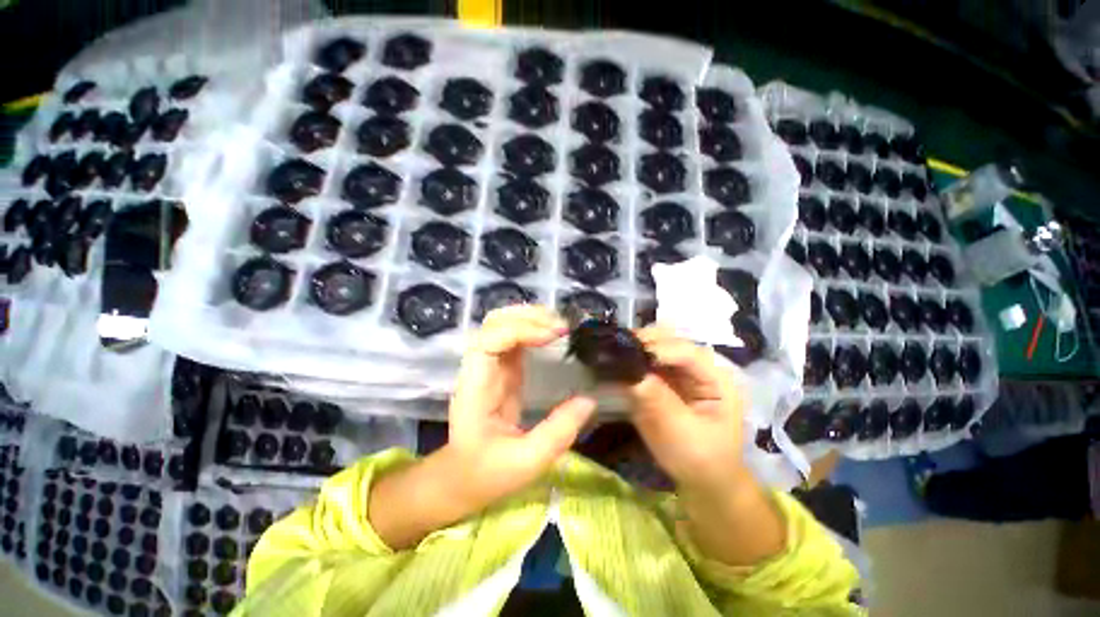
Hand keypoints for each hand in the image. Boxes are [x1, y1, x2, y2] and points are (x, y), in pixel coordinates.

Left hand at [444, 305, 596, 508]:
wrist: (461, 477)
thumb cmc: (486, 472)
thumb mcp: (526, 462)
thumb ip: (557, 433)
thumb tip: (589, 401)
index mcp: (477, 386)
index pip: (490, 339)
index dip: (521, 329)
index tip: (553, 335)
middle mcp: (479, 368)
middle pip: (494, 322)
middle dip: (528, 316)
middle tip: (562, 327)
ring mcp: (490, 365)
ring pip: (503, 324)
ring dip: (531, 318)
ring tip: (560, 326)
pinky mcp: (502, 368)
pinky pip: (514, 338)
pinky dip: (533, 329)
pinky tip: (551, 335)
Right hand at [626, 325, 784, 566]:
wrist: (703, 481)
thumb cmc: (701, 460)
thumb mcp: (681, 433)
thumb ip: (657, 400)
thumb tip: (629, 371)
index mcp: (716, 378)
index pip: (684, 351)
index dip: (655, 349)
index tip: (625, 353)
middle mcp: (698, 367)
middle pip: (669, 341)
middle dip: (642, 342)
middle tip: (614, 350)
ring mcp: (680, 371)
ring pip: (655, 346)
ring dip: (634, 348)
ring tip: (611, 354)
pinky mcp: (664, 379)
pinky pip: (645, 361)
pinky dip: (630, 360)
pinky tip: (615, 363)